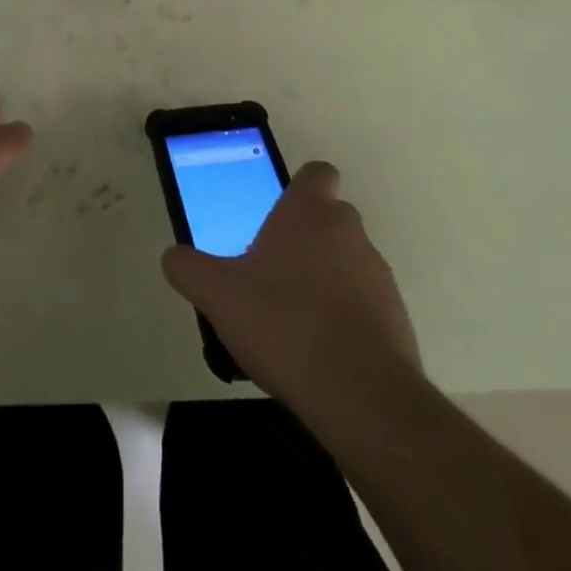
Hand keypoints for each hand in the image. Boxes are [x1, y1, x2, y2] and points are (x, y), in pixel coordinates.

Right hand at [161, 161, 419, 419]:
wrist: (361, 396)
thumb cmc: (283, 324)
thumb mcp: (218, 295)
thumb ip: (189, 269)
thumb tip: (173, 256)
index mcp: (309, 212)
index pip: (317, 173)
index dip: (301, 188)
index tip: (280, 213)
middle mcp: (349, 232)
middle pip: (330, 219)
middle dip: (306, 239)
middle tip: (272, 271)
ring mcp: (379, 275)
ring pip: (348, 262)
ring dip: (327, 279)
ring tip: (293, 320)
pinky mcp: (397, 319)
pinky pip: (365, 305)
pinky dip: (346, 318)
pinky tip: (319, 352)